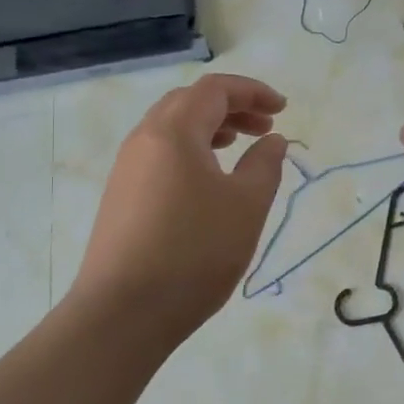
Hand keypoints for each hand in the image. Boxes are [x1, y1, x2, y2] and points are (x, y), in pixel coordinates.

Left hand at [70, 74, 288, 342]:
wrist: (122, 313)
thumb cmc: (194, 252)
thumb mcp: (246, 206)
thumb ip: (265, 165)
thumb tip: (273, 141)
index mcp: (173, 132)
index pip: (214, 89)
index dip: (252, 91)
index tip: (282, 109)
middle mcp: (143, 140)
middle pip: (189, 103)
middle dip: (231, 107)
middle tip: (264, 127)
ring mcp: (127, 170)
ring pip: (171, 129)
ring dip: (209, 129)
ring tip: (239, 147)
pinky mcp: (121, 198)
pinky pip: (160, 155)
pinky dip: (191, 152)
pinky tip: (208, 182)